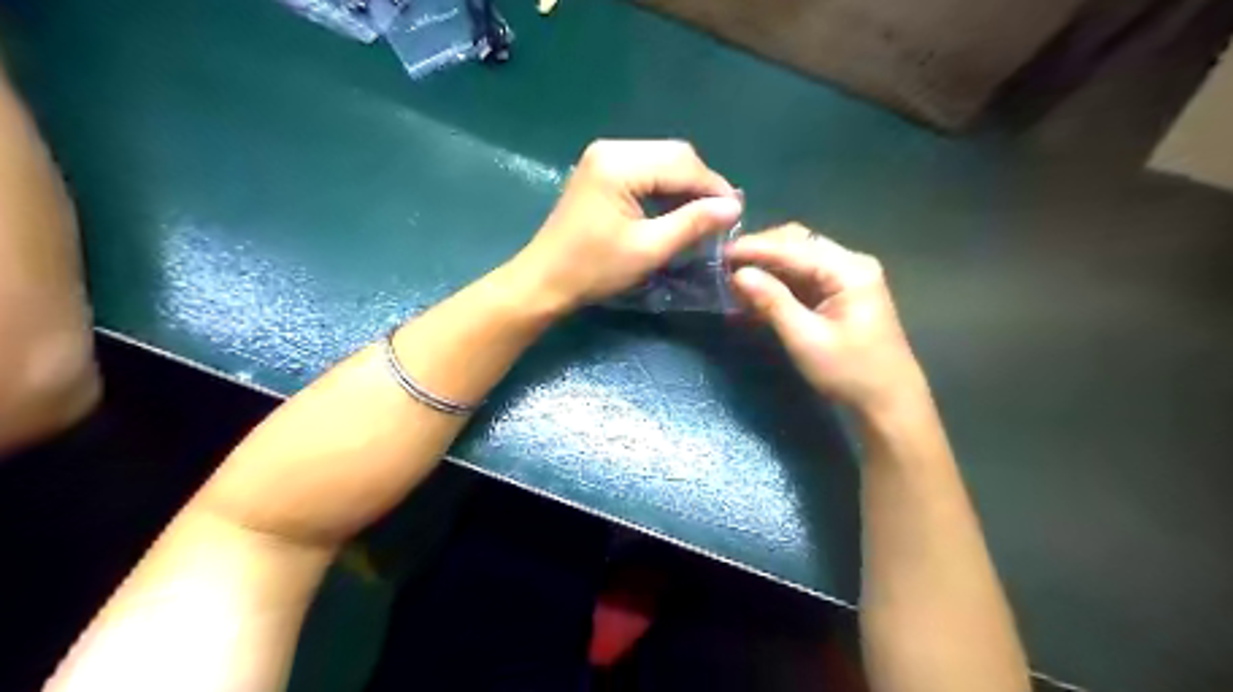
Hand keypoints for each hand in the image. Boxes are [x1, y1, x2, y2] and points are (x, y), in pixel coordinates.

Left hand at [510, 137, 740, 311]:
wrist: (544, 280)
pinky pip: (645, 170)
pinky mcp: (601, 170)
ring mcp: (603, 157)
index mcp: (619, 163)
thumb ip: (692, 224)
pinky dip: (665, 188)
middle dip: (700, 184)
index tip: (736, 214)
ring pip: (661, 160)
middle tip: (719, 217)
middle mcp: (611, 148)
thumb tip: (734, 207)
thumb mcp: (648, 249)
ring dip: (684, 186)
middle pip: (673, 155)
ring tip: (702, 217)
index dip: (714, 187)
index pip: (682, 163)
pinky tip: (675, 211)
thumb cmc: (593, 269)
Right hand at [730, 225, 923, 415]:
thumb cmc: (850, 373)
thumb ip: (772, 302)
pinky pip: (803, 275)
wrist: (889, 402)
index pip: (793, 247)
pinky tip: (755, 291)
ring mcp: (847, 276)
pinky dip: (778, 281)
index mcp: (849, 270)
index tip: (719, 254)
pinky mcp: (840, 291)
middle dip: (760, 251)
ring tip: (734, 279)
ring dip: (767, 266)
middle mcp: (850, 263)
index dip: (754, 248)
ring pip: (798, 257)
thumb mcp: (806, 339)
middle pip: (797, 242)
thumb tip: (738, 275)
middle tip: (723, 265)